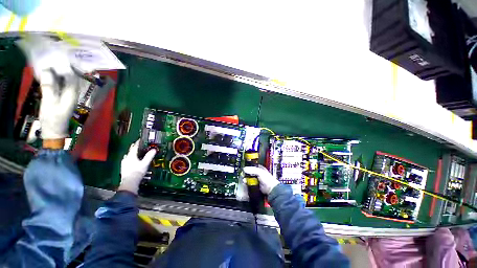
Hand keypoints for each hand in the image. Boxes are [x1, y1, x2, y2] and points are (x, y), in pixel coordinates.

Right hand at [17, 36, 78, 140]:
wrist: (53, 130)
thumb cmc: (52, 117)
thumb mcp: (49, 102)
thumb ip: (49, 86)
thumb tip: (48, 70)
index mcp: (72, 93)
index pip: (73, 77)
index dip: (67, 67)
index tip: (60, 57)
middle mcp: (72, 93)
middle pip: (69, 78)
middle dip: (63, 68)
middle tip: (55, 57)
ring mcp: (66, 96)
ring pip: (64, 81)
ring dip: (58, 72)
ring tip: (50, 62)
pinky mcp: (61, 98)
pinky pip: (59, 85)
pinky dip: (54, 79)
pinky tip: (48, 73)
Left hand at [118, 140, 156, 194]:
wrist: (129, 183)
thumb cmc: (137, 172)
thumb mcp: (145, 163)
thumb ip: (149, 156)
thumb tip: (154, 149)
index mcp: (131, 156)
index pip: (134, 147)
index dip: (138, 142)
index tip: (141, 139)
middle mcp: (126, 158)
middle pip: (130, 150)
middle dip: (135, 147)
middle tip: (139, 145)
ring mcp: (124, 163)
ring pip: (128, 155)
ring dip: (132, 153)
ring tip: (137, 153)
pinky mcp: (123, 168)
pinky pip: (127, 160)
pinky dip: (131, 158)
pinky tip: (133, 161)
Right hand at [243, 165, 279, 194]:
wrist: (270, 189)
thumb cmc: (267, 179)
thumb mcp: (259, 172)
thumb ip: (252, 169)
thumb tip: (245, 169)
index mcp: (260, 168)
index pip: (252, 165)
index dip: (248, 166)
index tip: (243, 167)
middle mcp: (258, 173)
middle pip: (250, 172)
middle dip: (246, 173)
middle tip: (242, 173)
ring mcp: (257, 179)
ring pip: (249, 177)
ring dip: (246, 178)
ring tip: (243, 178)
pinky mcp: (256, 184)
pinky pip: (250, 183)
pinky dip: (247, 183)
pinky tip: (245, 183)